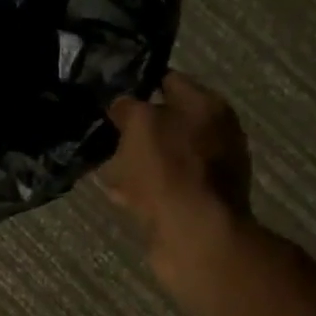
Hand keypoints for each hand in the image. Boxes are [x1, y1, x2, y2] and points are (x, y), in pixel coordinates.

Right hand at [101, 73, 250, 280]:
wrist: (195, 235)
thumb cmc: (170, 169)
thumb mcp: (140, 124)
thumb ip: (128, 107)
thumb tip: (122, 105)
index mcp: (208, 107)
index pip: (168, 81)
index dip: (137, 84)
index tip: (107, 93)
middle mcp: (215, 135)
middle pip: (165, 122)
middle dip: (133, 128)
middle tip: (101, 131)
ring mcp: (207, 172)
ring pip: (160, 157)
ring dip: (133, 160)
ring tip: (100, 164)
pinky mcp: (195, 203)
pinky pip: (160, 187)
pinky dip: (139, 188)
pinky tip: (115, 193)